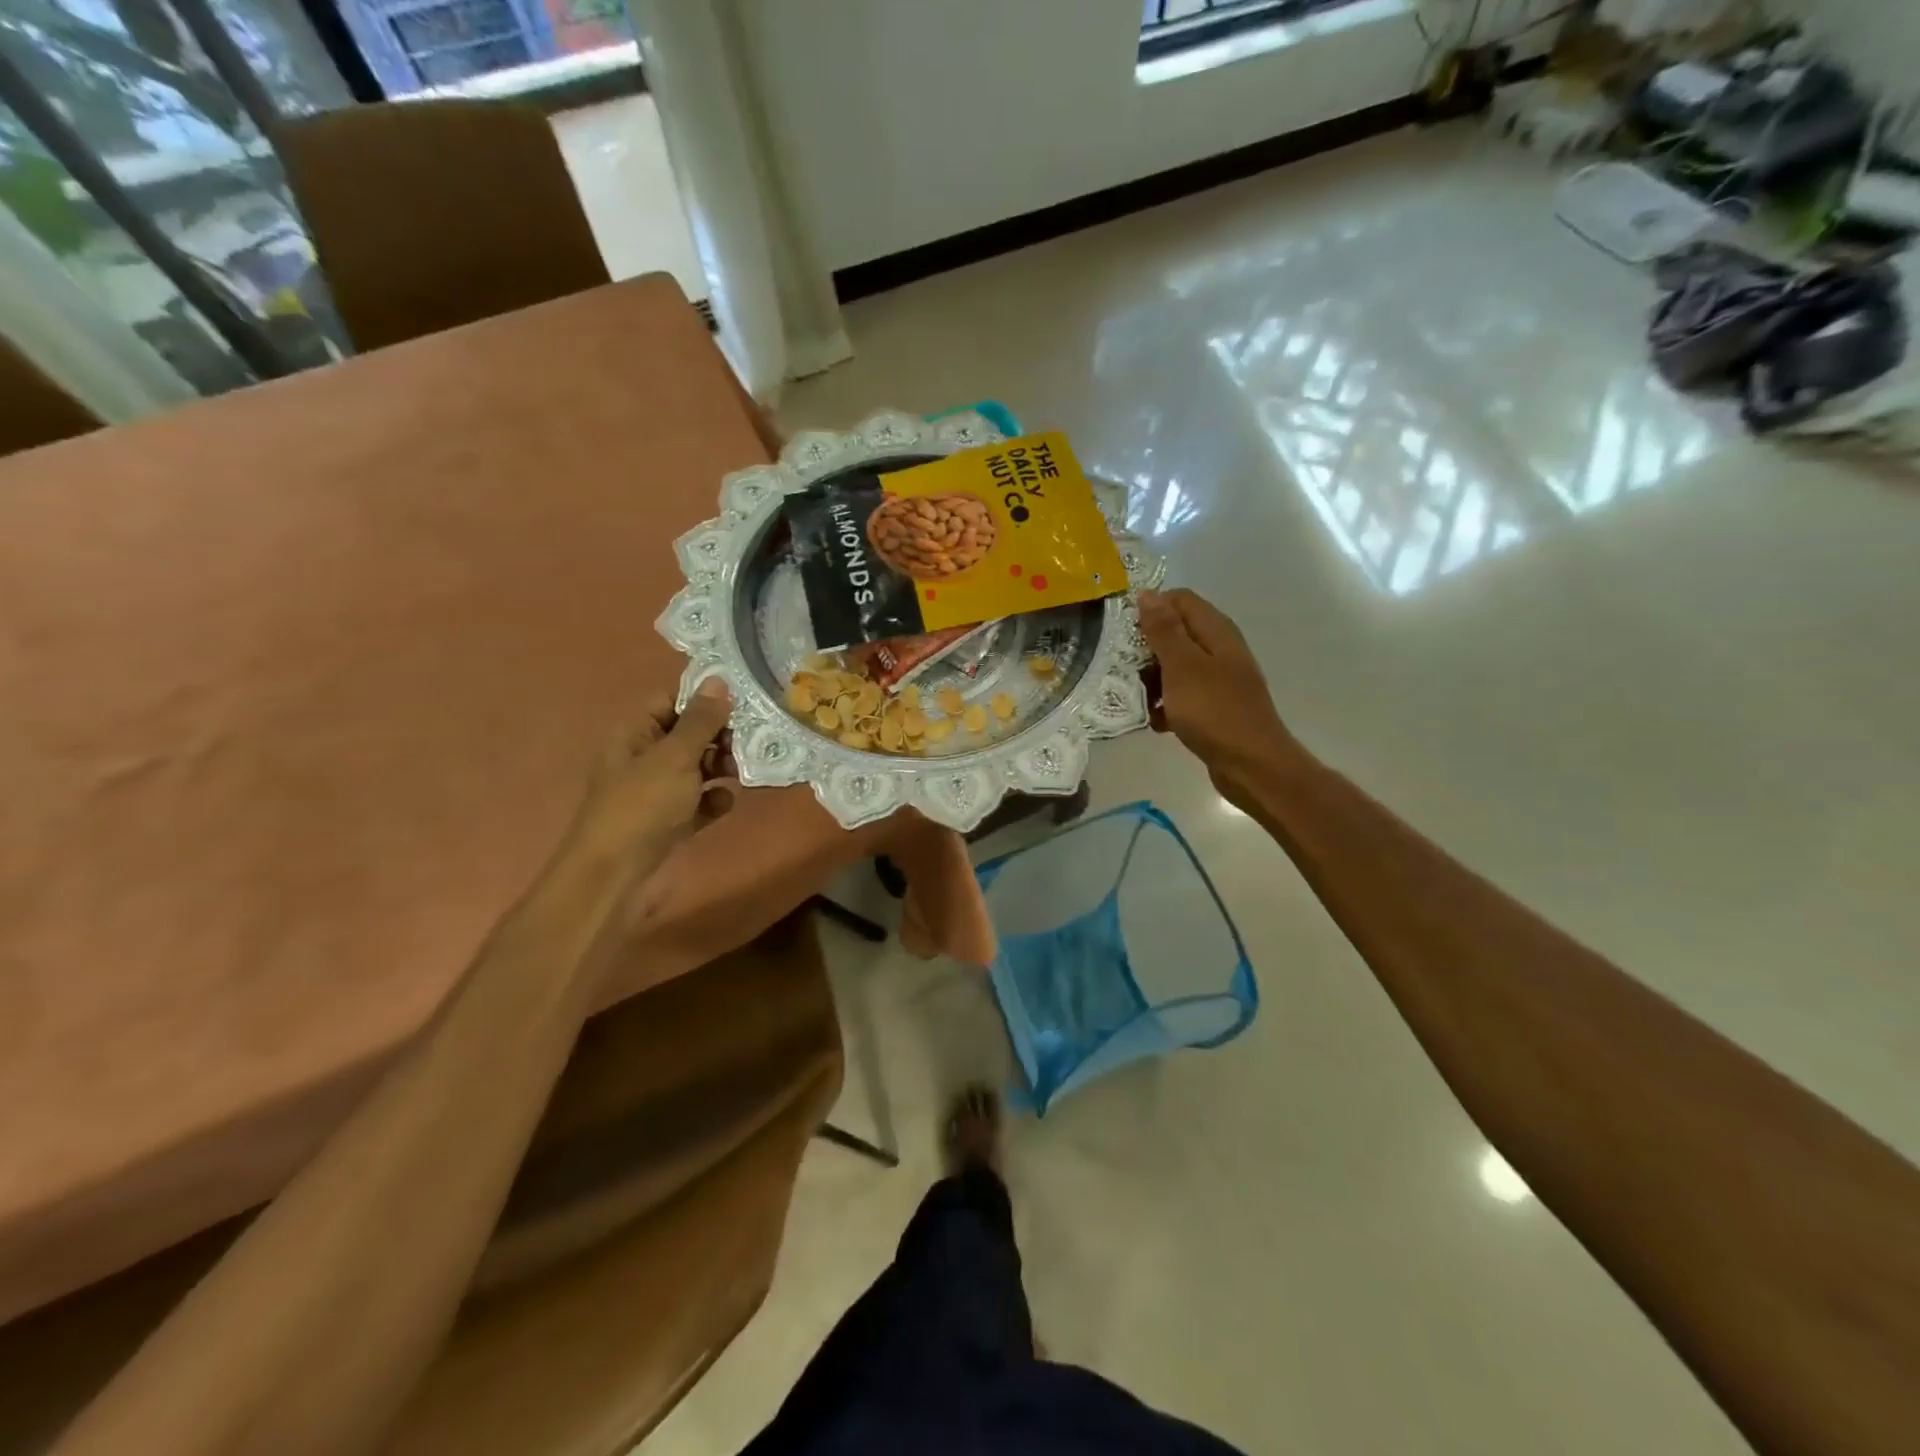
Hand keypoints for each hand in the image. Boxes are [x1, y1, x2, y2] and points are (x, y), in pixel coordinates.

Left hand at [561, 679, 734, 876]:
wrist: (617, 878)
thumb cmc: (642, 807)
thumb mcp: (674, 757)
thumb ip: (701, 720)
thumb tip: (719, 680)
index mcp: (635, 734)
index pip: (670, 701)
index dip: (702, 699)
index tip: (740, 701)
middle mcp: (646, 759)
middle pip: (689, 734)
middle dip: (719, 735)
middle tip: (745, 741)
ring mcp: (659, 792)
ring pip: (699, 767)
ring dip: (722, 767)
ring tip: (739, 772)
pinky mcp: (674, 822)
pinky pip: (702, 801)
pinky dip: (715, 800)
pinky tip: (724, 804)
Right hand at [1138, 588, 1289, 805]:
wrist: (1251, 765)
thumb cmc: (1214, 712)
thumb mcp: (1182, 667)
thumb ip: (1164, 630)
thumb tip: (1148, 593)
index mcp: (1216, 631)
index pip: (1179, 600)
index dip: (1150, 610)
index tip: (1124, 634)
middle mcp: (1220, 649)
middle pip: (1175, 633)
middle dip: (1146, 650)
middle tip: (1124, 670)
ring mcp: (1219, 679)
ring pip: (1176, 667)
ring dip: (1153, 680)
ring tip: (1137, 699)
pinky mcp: (1214, 707)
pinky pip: (1183, 696)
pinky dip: (1167, 705)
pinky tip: (1156, 722)